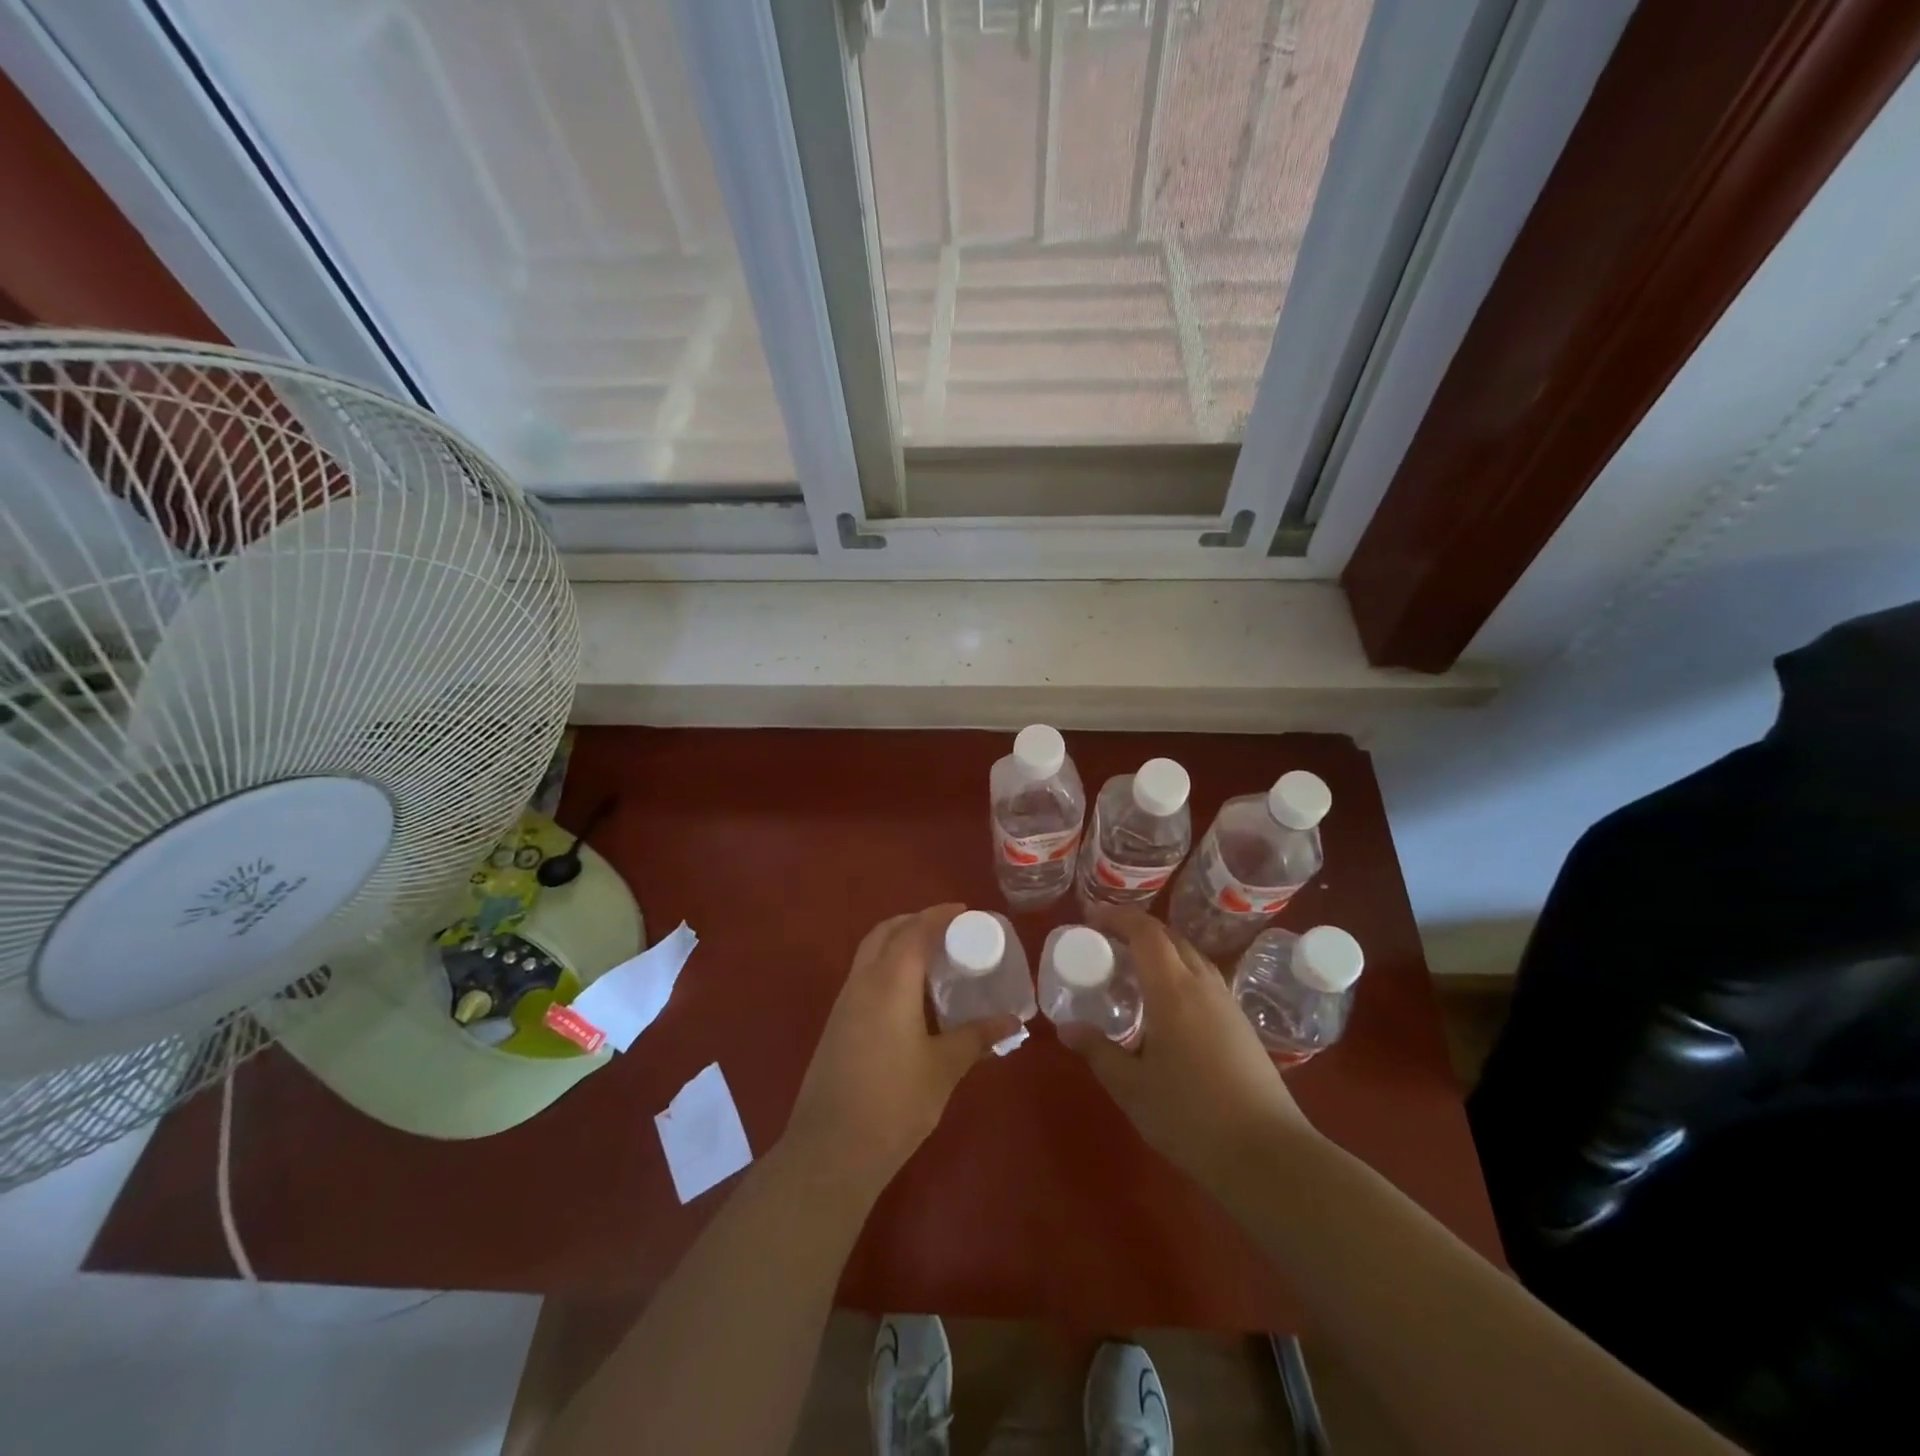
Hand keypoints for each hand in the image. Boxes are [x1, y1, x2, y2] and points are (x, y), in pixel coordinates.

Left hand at [783, 905, 1018, 1198]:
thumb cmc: (895, 1102)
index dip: (939, 915)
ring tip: (931, 958)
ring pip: (869, 953)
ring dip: (896, 942)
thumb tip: (1012, 1022)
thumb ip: (976, 1038)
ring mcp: (844, 1003)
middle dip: (914, 921)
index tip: (964, 911)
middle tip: (947, 929)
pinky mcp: (835, 1025)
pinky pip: (863, 976)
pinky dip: (885, 967)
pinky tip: (907, 996)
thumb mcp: (944, 1068)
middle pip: (885, 932)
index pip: (915, 931)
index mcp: (890, 982)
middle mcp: (863, 982)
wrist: (831, 1150)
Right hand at [1064, 913, 1315, 1192]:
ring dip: (1160, 950)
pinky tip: (1166, 1004)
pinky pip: (1204, 979)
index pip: (1145, 933)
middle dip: (1136, 930)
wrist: (1268, 1156)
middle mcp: (1203, 986)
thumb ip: (1098, 1051)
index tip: (1090, 916)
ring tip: (1133, 968)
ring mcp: (1227, 1003)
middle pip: (1170, 938)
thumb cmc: (1191, 1117)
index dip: (1117, 917)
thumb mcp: (1132, 1088)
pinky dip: (1178, 972)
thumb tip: (1066, 1028)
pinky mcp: (1241, 1024)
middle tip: (1105, 941)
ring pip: (1190, 957)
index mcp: (1173, 991)